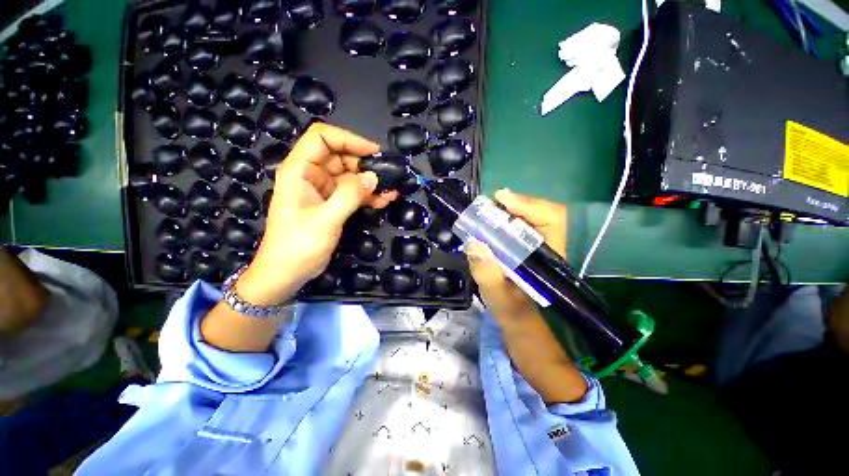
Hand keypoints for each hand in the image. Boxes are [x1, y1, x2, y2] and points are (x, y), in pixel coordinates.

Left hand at [235, 123, 398, 305]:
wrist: (287, 273)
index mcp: (300, 170)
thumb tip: (373, 177)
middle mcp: (311, 175)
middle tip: (389, 175)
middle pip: (341, 156)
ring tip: (392, 190)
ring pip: (350, 175)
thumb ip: (350, 195)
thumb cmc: (299, 246)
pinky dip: (368, 194)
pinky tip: (385, 199)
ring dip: (371, 182)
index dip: (349, 139)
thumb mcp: (326, 220)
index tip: (374, 152)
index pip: (322, 138)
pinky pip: (353, 192)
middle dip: (366, 164)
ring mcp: (322, 190)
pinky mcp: (332, 203)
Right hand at [465, 190, 584, 402]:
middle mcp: (546, 250)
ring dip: (506, 213)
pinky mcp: (524, 254)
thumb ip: (489, 276)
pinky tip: (487, 227)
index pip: (552, 219)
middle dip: (514, 205)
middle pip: (540, 214)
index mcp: (549, 260)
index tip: (501, 199)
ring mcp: (535, 251)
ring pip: (527, 220)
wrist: (524, 332)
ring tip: (484, 214)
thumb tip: (473, 243)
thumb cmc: (517, 320)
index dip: (529, 204)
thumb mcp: (501, 301)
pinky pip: (516, 230)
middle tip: (488, 206)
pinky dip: (501, 224)